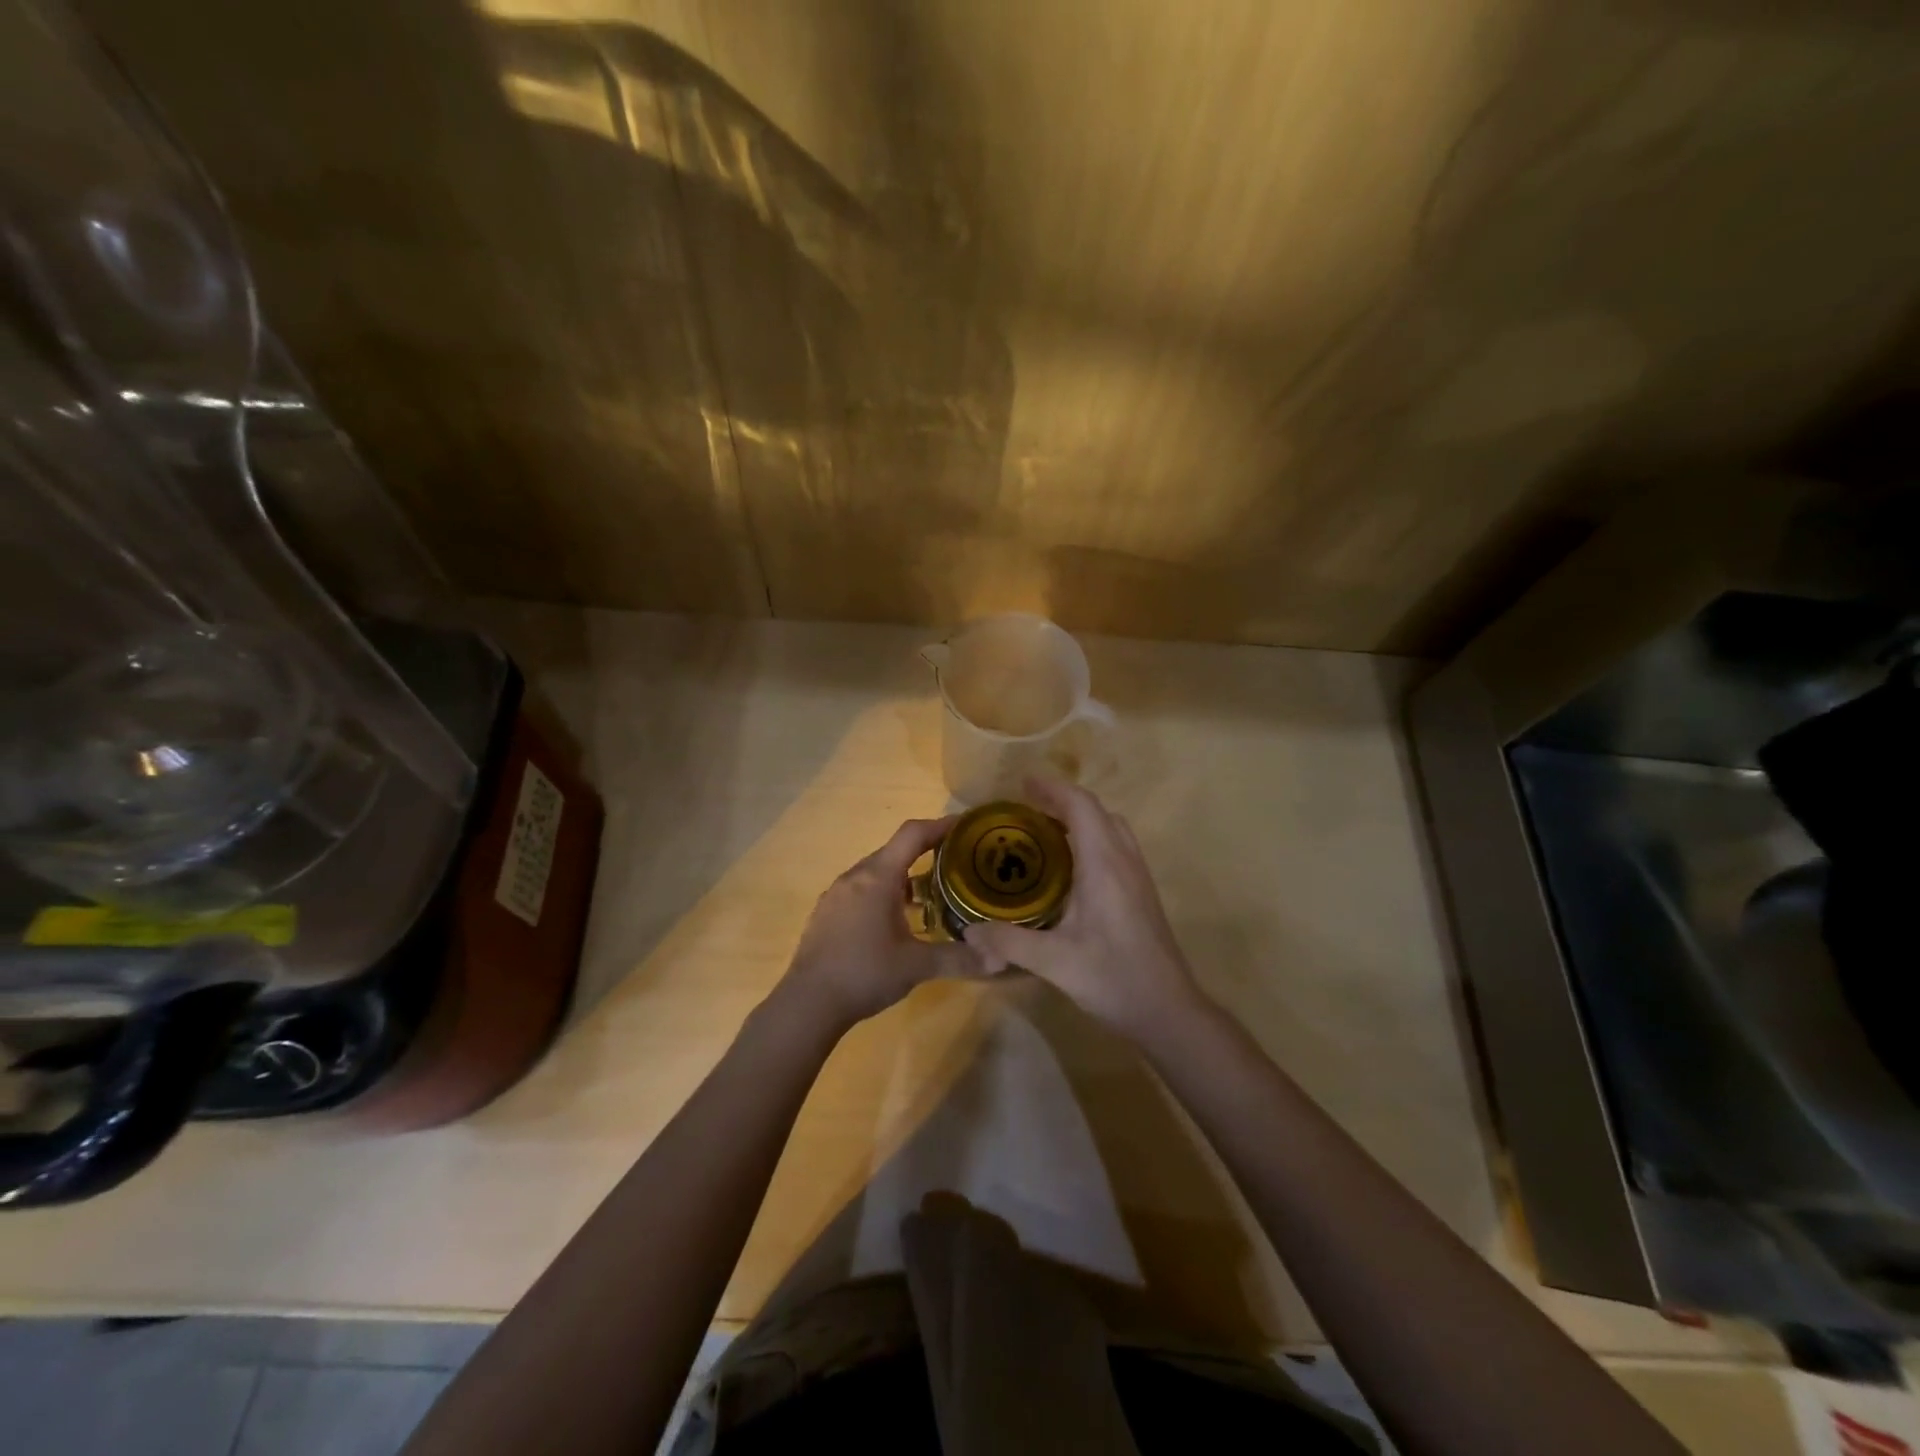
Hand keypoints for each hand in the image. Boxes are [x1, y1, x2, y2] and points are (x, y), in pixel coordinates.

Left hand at [781, 817, 980, 1033]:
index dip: (940, 825)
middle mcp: (855, 876)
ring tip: (932, 894)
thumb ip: (958, 959)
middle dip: (927, 852)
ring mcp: (837, 894)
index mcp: (878, 877)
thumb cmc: (864, 974)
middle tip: (957, 864)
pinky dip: (884, 892)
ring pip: (877, 871)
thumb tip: (1000, 960)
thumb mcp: (916, 966)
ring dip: (905, 876)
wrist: (807, 1003)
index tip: (966, 826)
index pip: (912, 834)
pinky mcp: (827, 912)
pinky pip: (862, 889)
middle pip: (895, 851)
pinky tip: (896, 921)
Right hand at [961, 779, 1206, 1042]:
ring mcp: (1138, 875)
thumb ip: (1008, 942)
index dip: (1052, 788)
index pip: (1081, 806)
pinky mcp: (1142, 892)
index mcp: (1103, 864)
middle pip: (1097, 811)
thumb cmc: (1112, 978)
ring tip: (1045, 833)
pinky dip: (1092, 839)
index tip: (1023, 783)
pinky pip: (1116, 846)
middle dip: (1062, 801)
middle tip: (1026, 810)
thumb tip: (968, 931)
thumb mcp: (1053, 962)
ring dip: (1080, 819)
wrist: (1168, 1010)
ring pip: (1111, 827)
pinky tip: (1070, 869)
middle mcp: (1124, 860)